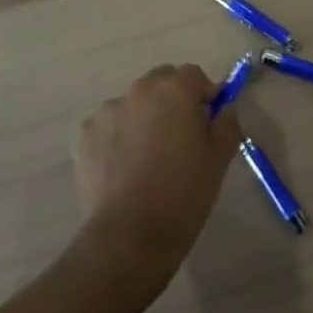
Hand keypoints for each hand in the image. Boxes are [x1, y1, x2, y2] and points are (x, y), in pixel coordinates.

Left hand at [74, 64, 241, 282]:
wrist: (130, 236)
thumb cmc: (183, 195)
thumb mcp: (219, 160)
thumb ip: (227, 124)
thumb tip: (224, 108)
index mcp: (174, 90)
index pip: (194, 75)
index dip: (204, 94)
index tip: (208, 121)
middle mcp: (138, 90)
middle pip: (161, 83)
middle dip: (172, 101)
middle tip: (179, 138)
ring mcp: (107, 110)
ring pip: (133, 104)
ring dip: (143, 118)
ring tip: (147, 158)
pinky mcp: (85, 134)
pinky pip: (109, 126)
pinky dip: (118, 138)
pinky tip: (124, 169)